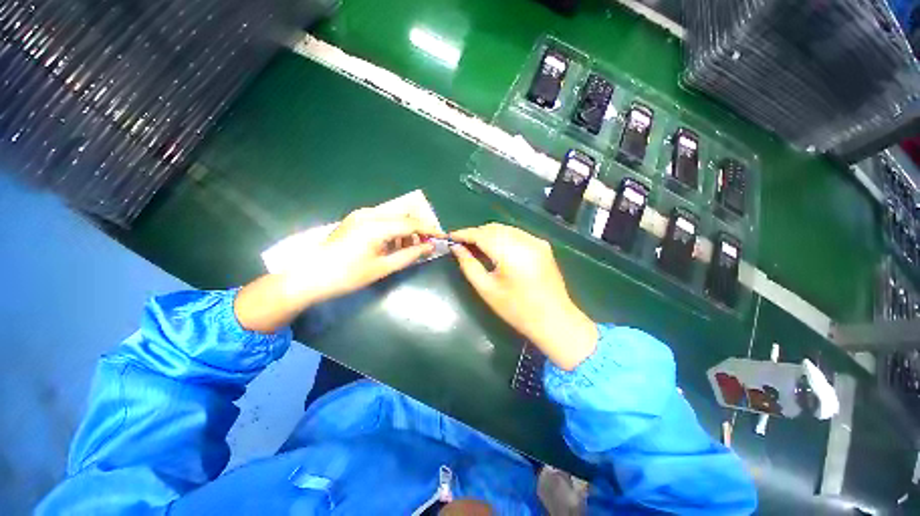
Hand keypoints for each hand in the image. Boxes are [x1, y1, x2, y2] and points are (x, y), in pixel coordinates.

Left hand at [235, 207, 437, 332]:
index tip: (442, 236)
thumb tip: (430, 247)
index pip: (411, 224)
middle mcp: (369, 214)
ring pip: (393, 217)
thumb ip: (409, 255)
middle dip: (418, 229)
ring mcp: (360, 215)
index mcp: (376, 226)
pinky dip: (393, 229)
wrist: (310, 276)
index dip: (428, 230)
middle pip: (403, 217)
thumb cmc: (347, 275)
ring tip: (411, 247)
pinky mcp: (355, 219)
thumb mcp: (383, 267)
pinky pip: (382, 219)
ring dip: (405, 230)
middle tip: (427, 244)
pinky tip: (393, 243)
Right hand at [450, 223, 597, 370]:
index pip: (481, 234)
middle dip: (476, 233)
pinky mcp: (542, 245)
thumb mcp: (486, 289)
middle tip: (462, 245)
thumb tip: (456, 247)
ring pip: (505, 229)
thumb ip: (469, 265)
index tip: (450, 237)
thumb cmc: (516, 309)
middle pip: (493, 228)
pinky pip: (517, 234)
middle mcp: (525, 240)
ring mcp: (536, 241)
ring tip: (477, 247)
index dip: (464, 233)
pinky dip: (503, 237)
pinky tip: (497, 249)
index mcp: (510, 252)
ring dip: (489, 234)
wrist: (554, 320)